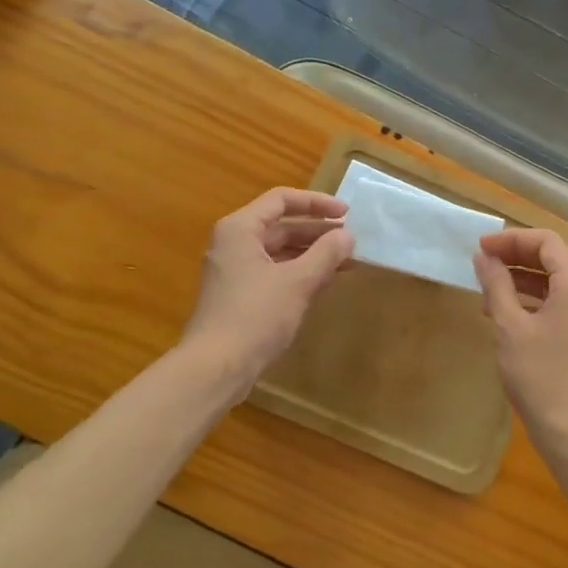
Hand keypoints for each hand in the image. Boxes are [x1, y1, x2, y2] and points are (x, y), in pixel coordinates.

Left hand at [182, 188, 352, 383]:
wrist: (216, 367)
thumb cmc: (255, 316)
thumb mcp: (297, 282)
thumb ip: (326, 254)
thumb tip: (348, 237)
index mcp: (240, 229)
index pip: (282, 200)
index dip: (317, 203)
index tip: (346, 214)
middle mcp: (234, 243)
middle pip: (280, 225)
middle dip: (317, 231)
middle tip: (351, 241)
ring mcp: (234, 270)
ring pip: (279, 251)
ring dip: (311, 253)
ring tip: (345, 261)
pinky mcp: (239, 295)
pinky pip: (274, 272)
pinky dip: (299, 272)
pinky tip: (323, 282)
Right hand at [473, 228, 567, 447]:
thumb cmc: (540, 374)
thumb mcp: (510, 326)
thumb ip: (497, 285)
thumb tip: (484, 258)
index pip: (546, 242)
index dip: (511, 239)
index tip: (480, 248)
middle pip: (553, 260)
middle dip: (515, 258)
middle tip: (481, 264)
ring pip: (555, 284)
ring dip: (522, 281)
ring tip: (487, 293)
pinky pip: (559, 306)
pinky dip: (533, 302)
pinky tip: (507, 316)